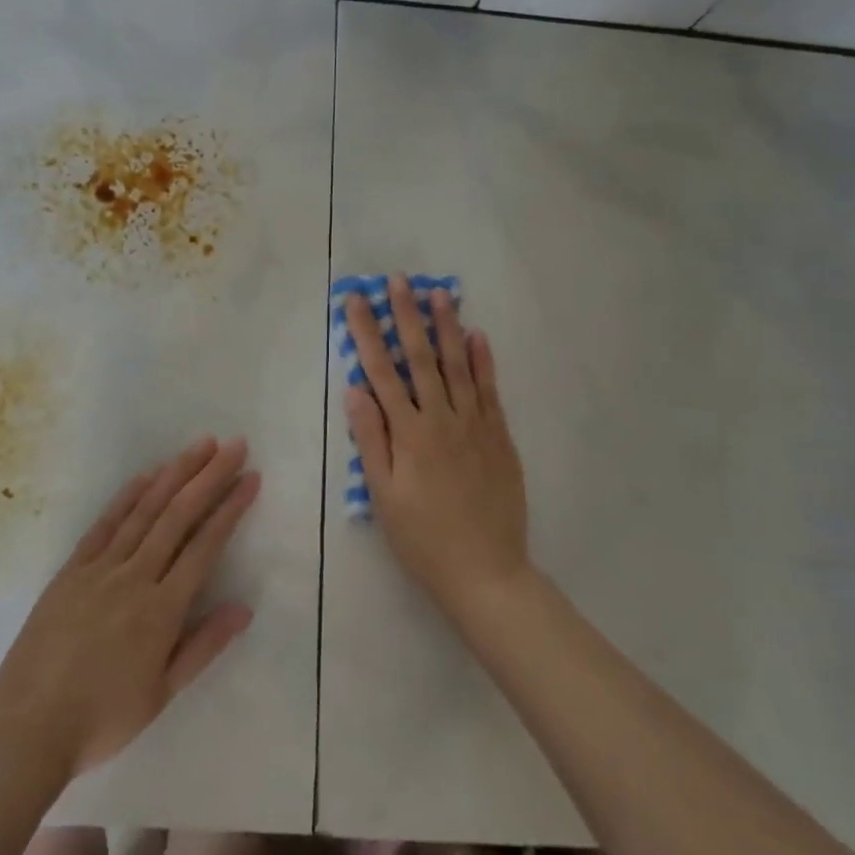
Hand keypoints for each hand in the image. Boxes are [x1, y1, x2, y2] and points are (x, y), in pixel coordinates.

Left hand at [0, 437, 259, 778]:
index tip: (250, 477)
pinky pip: (105, 523)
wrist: (27, 726)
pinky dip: (128, 495)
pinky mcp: (72, 568)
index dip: (230, 508)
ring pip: (144, 510)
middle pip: (178, 515)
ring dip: (175, 473)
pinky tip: (146, 475)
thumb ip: (203, 646)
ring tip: (200, 446)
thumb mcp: (162, 694)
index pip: (205, 545)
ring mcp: (100, 567)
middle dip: (209, 476)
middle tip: (234, 445)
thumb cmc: (102, 719)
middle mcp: (134, 577)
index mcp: (161, 610)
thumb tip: (244, 608)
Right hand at [344, 275, 529, 622]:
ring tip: (439, 294)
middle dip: (406, 316)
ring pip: (458, 366)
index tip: (356, 301)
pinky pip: (490, 390)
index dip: (367, 333)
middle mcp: (442, 419)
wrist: (486, 572)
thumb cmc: (423, 538)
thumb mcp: (383, 495)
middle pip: (420, 358)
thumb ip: (371, 439)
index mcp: (409, 433)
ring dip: (447, 327)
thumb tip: (355, 389)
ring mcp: (475, 425)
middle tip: (399, 281)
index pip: (382, 372)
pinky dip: (483, 361)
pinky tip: (478, 336)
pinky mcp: (499, 437)